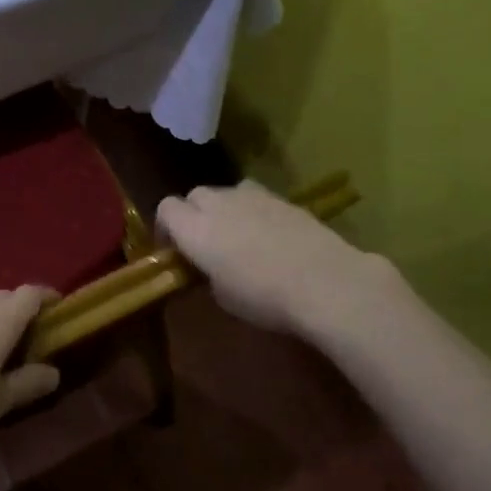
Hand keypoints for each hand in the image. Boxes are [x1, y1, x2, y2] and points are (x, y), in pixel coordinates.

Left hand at [0, 286, 61, 448]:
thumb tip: (54, 372)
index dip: (48, 296)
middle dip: (24, 309)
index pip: (30, 293)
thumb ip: (29, 383)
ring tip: (6, 348)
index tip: (60, 308)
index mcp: (0, 320)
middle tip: (36, 334)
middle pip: (6, 297)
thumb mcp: (0, 399)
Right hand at [156, 179, 399, 339]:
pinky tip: (269, 236)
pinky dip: (254, 211)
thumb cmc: (264, 297)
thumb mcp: (223, 297)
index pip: (165, 208)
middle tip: (205, 242)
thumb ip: (209, 273)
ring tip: (237, 234)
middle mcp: (218, 204)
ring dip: (224, 208)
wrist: (325, 282)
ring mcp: (253, 197)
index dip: (166, 227)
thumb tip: (212, 267)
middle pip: (194, 195)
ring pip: (226, 192)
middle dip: (194, 214)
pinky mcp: (283, 199)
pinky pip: (256, 198)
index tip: (174, 250)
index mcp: (194, 228)